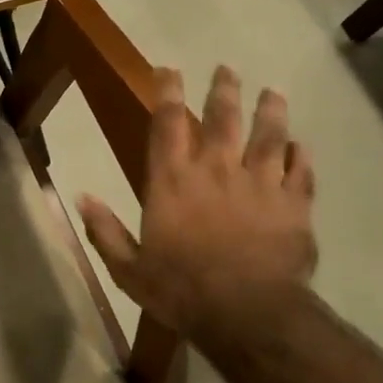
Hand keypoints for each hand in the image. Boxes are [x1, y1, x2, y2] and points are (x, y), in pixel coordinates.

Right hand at [77, 65, 315, 336]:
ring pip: (269, 135)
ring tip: (272, 93)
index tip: (169, 70)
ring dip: (270, 111)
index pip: (167, 123)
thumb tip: (81, 198)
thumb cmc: (180, 289)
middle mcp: (216, 170)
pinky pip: (301, 171)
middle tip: (227, 69)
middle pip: (223, 117)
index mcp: (172, 181)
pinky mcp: (294, 205)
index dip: (168, 92)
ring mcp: (260, 184)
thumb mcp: (127, 267)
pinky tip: (301, 146)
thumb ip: (105, 231)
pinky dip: (301, 156)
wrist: (247, 313)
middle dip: (223, 90)